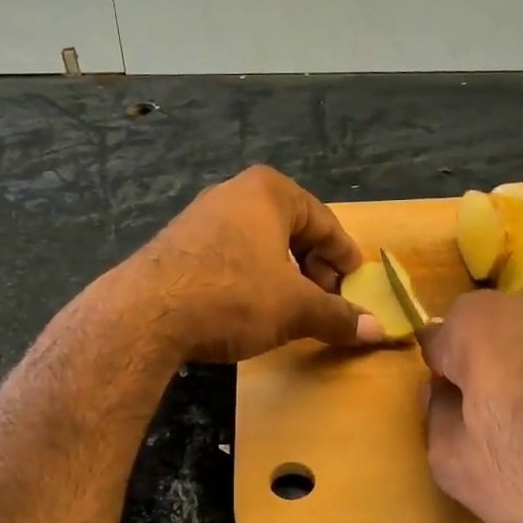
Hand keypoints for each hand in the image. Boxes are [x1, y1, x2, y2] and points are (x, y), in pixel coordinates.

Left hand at [117, 166, 383, 363]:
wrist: (145, 314)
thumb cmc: (233, 296)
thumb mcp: (294, 309)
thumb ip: (337, 316)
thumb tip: (377, 331)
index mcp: (269, 191)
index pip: (325, 222)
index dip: (344, 257)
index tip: (356, 284)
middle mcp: (233, 193)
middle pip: (291, 230)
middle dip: (313, 267)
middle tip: (325, 300)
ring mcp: (200, 217)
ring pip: (258, 244)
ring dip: (281, 275)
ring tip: (290, 308)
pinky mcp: (176, 244)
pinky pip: (229, 256)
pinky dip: (249, 278)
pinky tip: (248, 308)